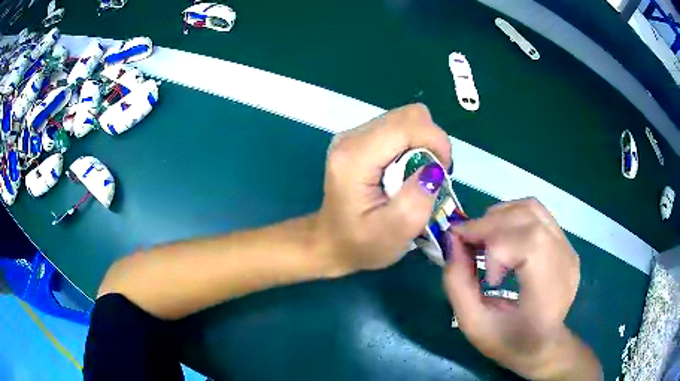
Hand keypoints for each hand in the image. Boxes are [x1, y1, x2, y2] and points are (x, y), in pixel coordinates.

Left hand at [316, 104, 450, 274]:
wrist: (330, 242)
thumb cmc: (361, 244)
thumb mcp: (393, 234)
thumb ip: (416, 201)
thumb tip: (434, 169)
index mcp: (355, 157)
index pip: (406, 125)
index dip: (435, 140)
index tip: (444, 170)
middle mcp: (351, 138)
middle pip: (407, 116)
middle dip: (431, 141)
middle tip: (434, 175)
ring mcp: (353, 136)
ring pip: (405, 119)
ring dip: (423, 143)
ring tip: (420, 175)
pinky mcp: (359, 139)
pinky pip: (397, 128)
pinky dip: (412, 144)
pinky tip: (407, 170)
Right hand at [443, 198, 599, 378]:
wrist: (543, 346)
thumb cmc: (508, 341)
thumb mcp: (472, 323)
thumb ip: (457, 283)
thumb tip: (452, 241)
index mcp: (547, 291)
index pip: (528, 243)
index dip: (493, 241)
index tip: (466, 254)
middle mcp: (564, 262)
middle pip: (528, 217)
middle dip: (488, 223)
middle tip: (465, 239)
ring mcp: (568, 249)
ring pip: (532, 208)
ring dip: (500, 215)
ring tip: (482, 236)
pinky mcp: (566, 244)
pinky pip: (538, 214)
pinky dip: (512, 216)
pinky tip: (501, 236)